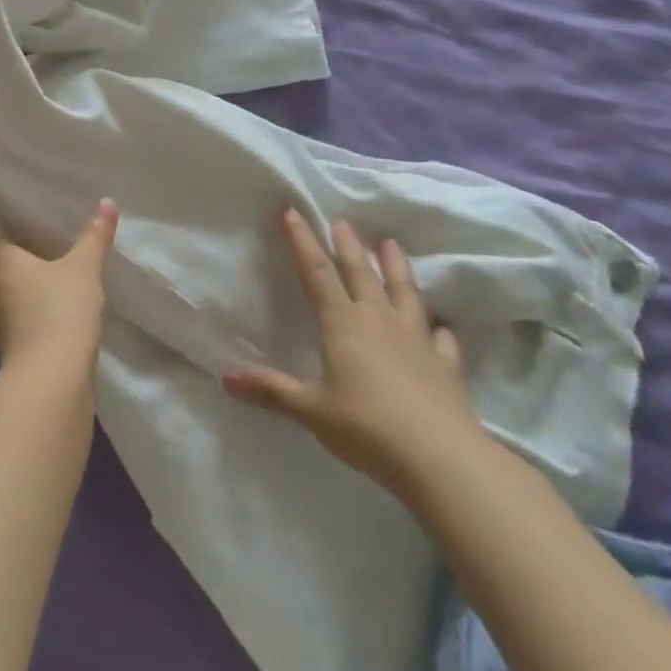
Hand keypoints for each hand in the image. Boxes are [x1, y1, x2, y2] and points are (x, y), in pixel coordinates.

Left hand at [0, 200, 117, 372]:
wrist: (52, 376)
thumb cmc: (60, 308)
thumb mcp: (83, 269)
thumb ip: (94, 236)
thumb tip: (107, 202)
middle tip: (5, 255)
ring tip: (23, 284)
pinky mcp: (2, 348)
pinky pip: (0, 323)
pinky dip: (11, 317)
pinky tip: (34, 314)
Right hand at [224, 208, 489, 502]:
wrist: (441, 459)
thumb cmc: (367, 429)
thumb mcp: (311, 411)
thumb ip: (271, 391)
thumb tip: (226, 377)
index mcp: (343, 325)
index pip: (317, 273)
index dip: (302, 242)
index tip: (292, 211)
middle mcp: (379, 321)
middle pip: (360, 273)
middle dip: (347, 245)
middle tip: (341, 221)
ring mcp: (416, 340)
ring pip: (403, 292)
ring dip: (395, 266)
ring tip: (390, 243)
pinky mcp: (444, 364)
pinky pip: (441, 338)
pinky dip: (438, 327)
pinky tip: (440, 326)